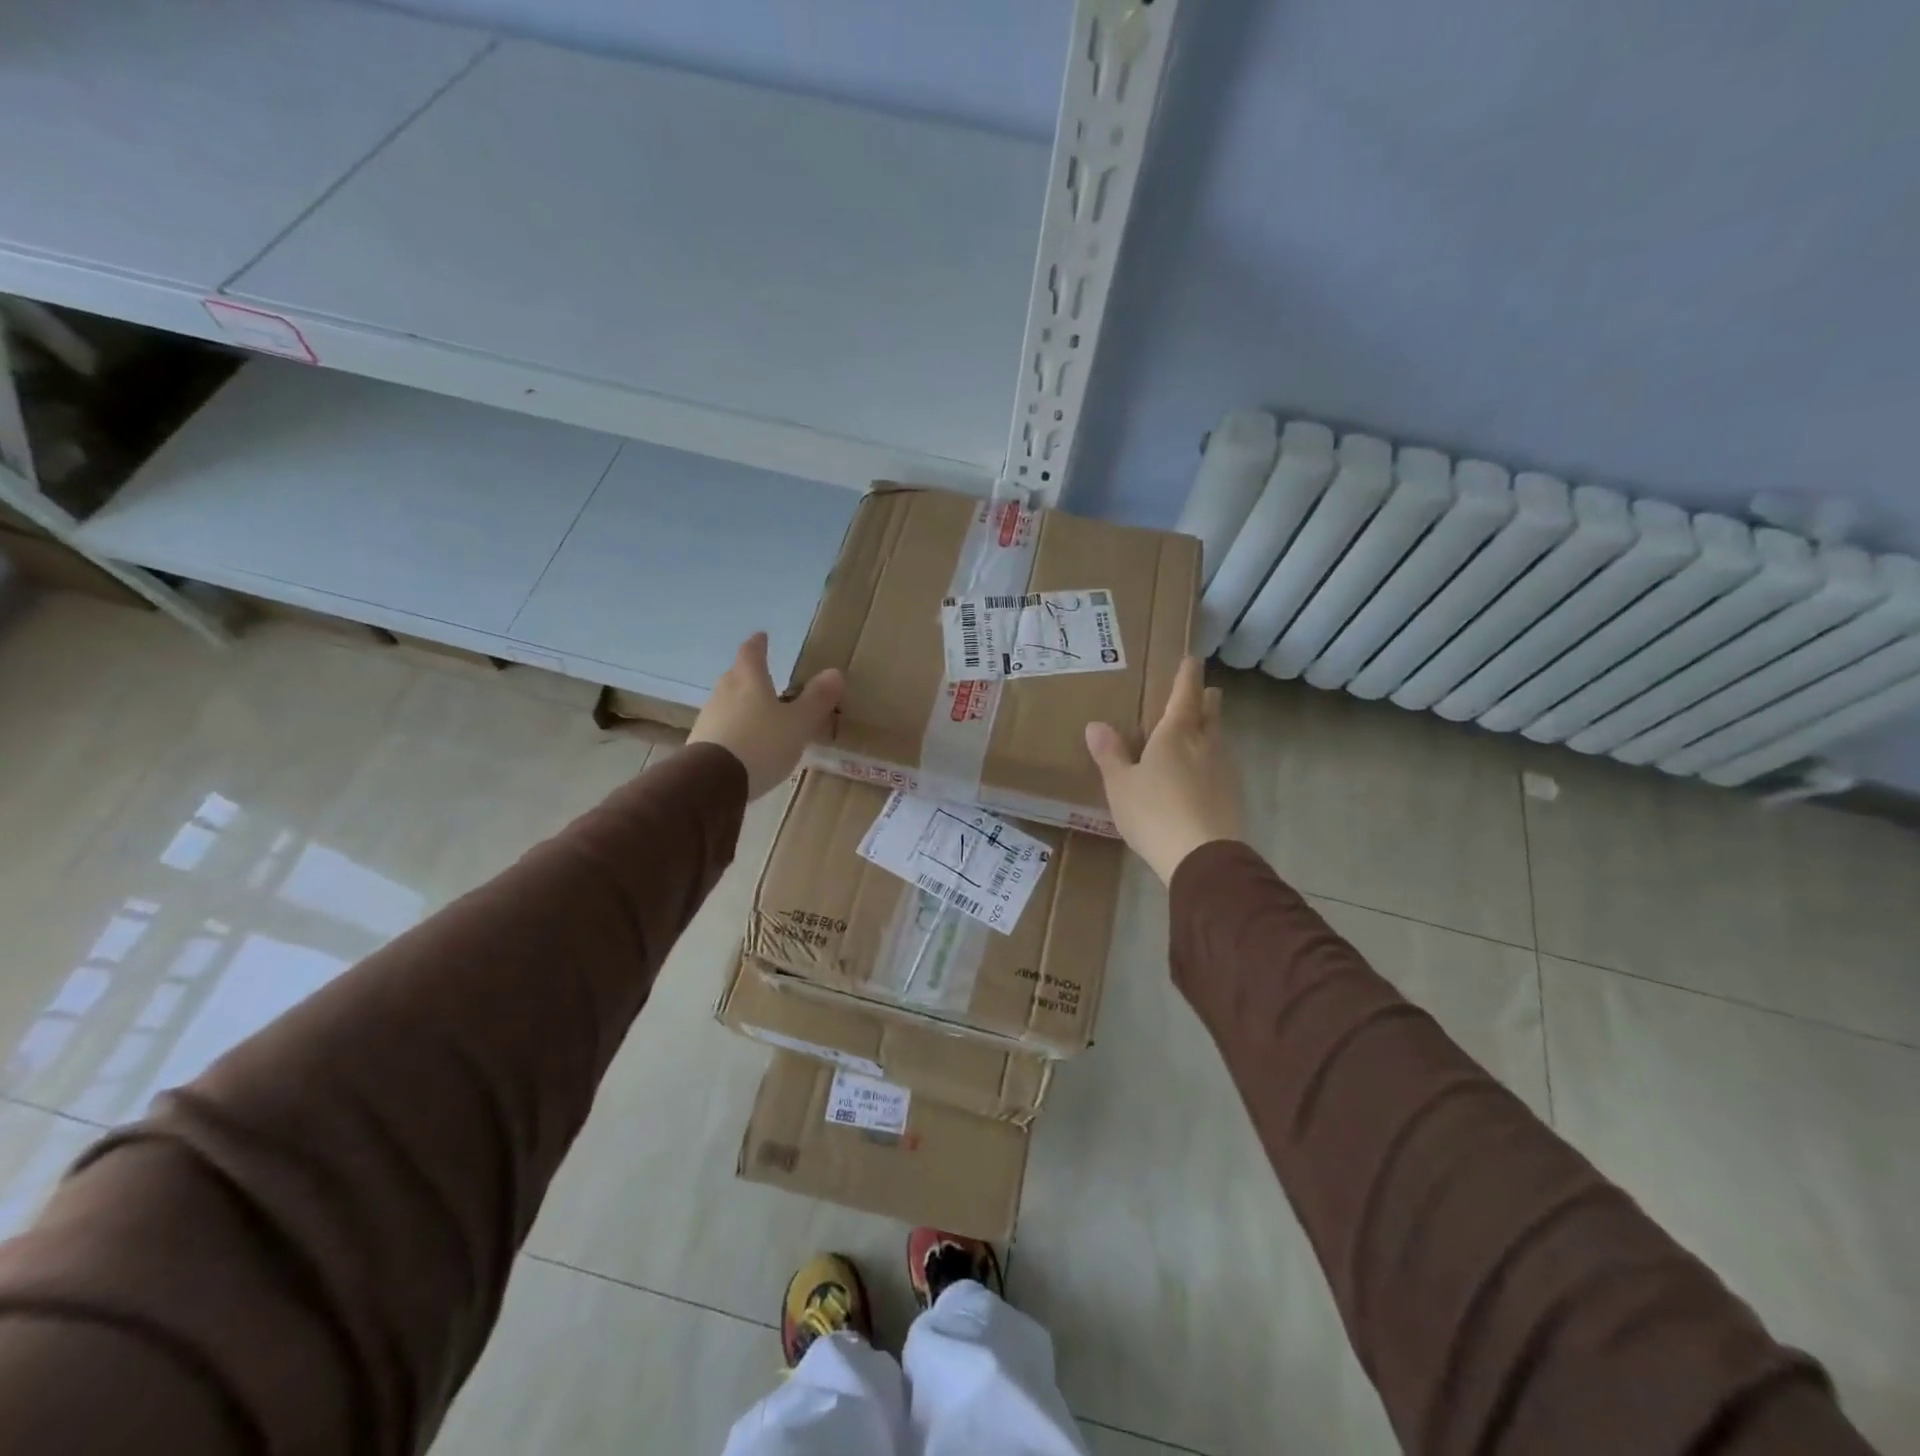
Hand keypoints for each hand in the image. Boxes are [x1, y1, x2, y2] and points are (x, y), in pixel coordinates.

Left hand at [689, 633, 843, 799]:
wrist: (712, 782)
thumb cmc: (761, 743)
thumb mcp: (798, 723)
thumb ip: (816, 699)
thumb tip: (834, 672)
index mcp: (749, 679)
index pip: (751, 652)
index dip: (758, 644)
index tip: (762, 637)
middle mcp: (724, 691)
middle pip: (736, 676)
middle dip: (749, 675)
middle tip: (764, 679)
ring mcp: (709, 717)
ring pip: (727, 702)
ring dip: (741, 704)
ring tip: (758, 715)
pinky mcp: (700, 742)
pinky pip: (721, 727)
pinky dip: (734, 728)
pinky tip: (744, 744)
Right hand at [1085, 656, 1243, 883]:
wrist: (1203, 856)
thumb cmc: (1153, 812)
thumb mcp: (1120, 785)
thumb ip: (1110, 755)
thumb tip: (1095, 725)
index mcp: (1176, 734)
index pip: (1185, 694)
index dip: (1188, 675)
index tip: (1193, 659)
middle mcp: (1204, 744)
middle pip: (1210, 713)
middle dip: (1206, 700)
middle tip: (1204, 692)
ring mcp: (1223, 770)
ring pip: (1218, 739)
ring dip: (1211, 730)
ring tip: (1200, 731)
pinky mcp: (1233, 795)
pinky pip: (1221, 766)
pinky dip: (1212, 760)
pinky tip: (1203, 773)